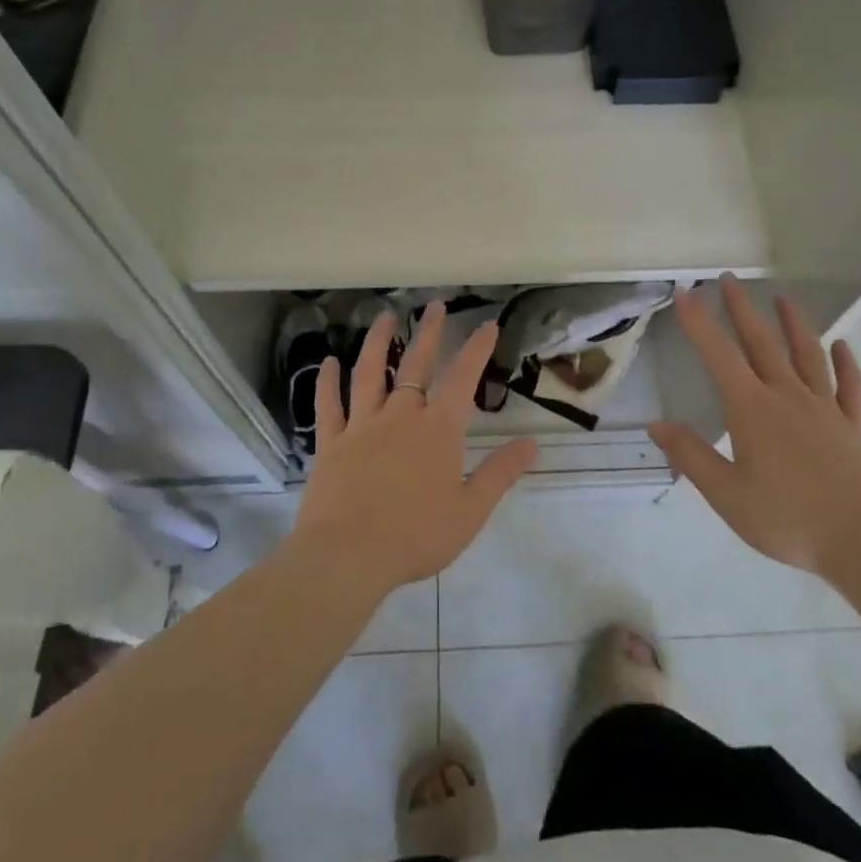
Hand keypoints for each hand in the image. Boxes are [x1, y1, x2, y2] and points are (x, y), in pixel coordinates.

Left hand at [289, 302, 538, 597]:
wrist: (348, 556)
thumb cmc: (415, 536)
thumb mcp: (470, 510)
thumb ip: (500, 473)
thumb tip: (532, 443)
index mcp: (438, 430)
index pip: (463, 378)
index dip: (476, 348)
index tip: (487, 324)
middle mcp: (401, 416)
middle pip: (415, 363)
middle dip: (428, 332)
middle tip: (434, 305)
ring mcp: (362, 425)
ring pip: (370, 372)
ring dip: (377, 341)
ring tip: (384, 317)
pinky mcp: (331, 442)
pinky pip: (329, 404)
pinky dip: (328, 381)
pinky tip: (329, 363)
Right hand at [648, 276, 860, 578]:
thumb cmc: (789, 519)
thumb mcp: (727, 494)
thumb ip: (691, 456)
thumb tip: (656, 425)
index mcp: (752, 409)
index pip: (719, 355)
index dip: (700, 323)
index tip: (686, 293)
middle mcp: (787, 396)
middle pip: (762, 343)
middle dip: (742, 309)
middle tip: (730, 278)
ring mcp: (825, 409)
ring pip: (807, 354)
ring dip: (793, 323)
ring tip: (783, 297)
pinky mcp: (852, 427)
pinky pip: (848, 386)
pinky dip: (845, 362)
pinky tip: (841, 346)